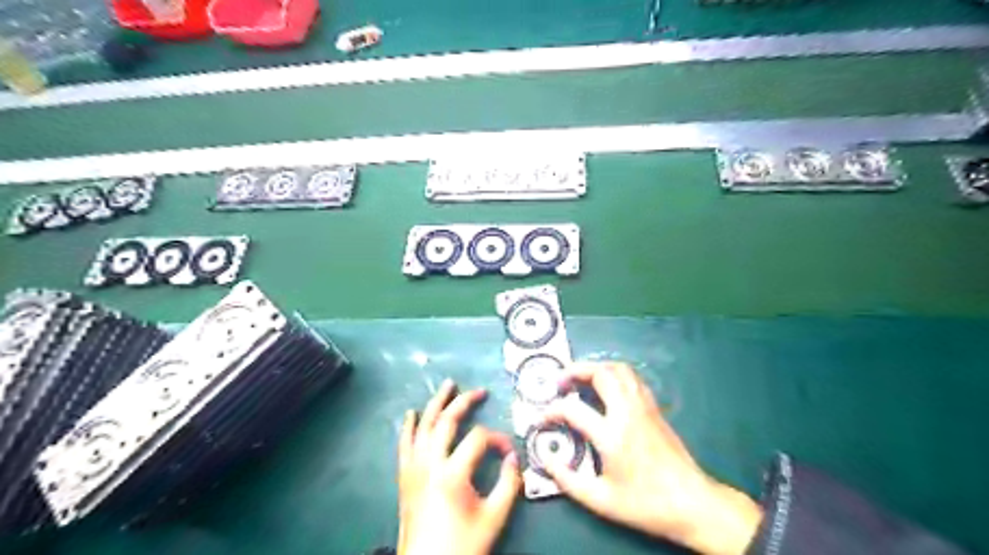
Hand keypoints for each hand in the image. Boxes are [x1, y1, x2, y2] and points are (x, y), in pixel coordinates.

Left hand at [396, 376, 519, 553]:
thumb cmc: (463, 545)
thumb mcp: (494, 518)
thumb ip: (509, 485)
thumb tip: (514, 458)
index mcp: (452, 473)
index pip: (479, 439)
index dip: (498, 439)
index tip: (509, 452)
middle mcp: (430, 464)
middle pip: (446, 421)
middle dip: (464, 402)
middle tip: (478, 391)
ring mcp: (414, 469)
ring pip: (423, 426)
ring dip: (435, 404)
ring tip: (447, 385)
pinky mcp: (405, 477)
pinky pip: (404, 445)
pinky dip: (408, 426)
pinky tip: (410, 414)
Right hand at [544, 362, 757, 553]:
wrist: (693, 503)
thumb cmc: (646, 504)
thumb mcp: (601, 501)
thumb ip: (568, 480)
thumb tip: (546, 459)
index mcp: (612, 435)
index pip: (573, 409)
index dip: (551, 411)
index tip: (541, 419)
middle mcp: (628, 412)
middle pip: (600, 374)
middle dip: (574, 371)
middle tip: (559, 381)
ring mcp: (644, 407)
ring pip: (619, 370)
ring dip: (595, 367)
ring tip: (580, 378)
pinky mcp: (654, 408)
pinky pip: (632, 378)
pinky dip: (614, 373)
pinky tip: (606, 386)